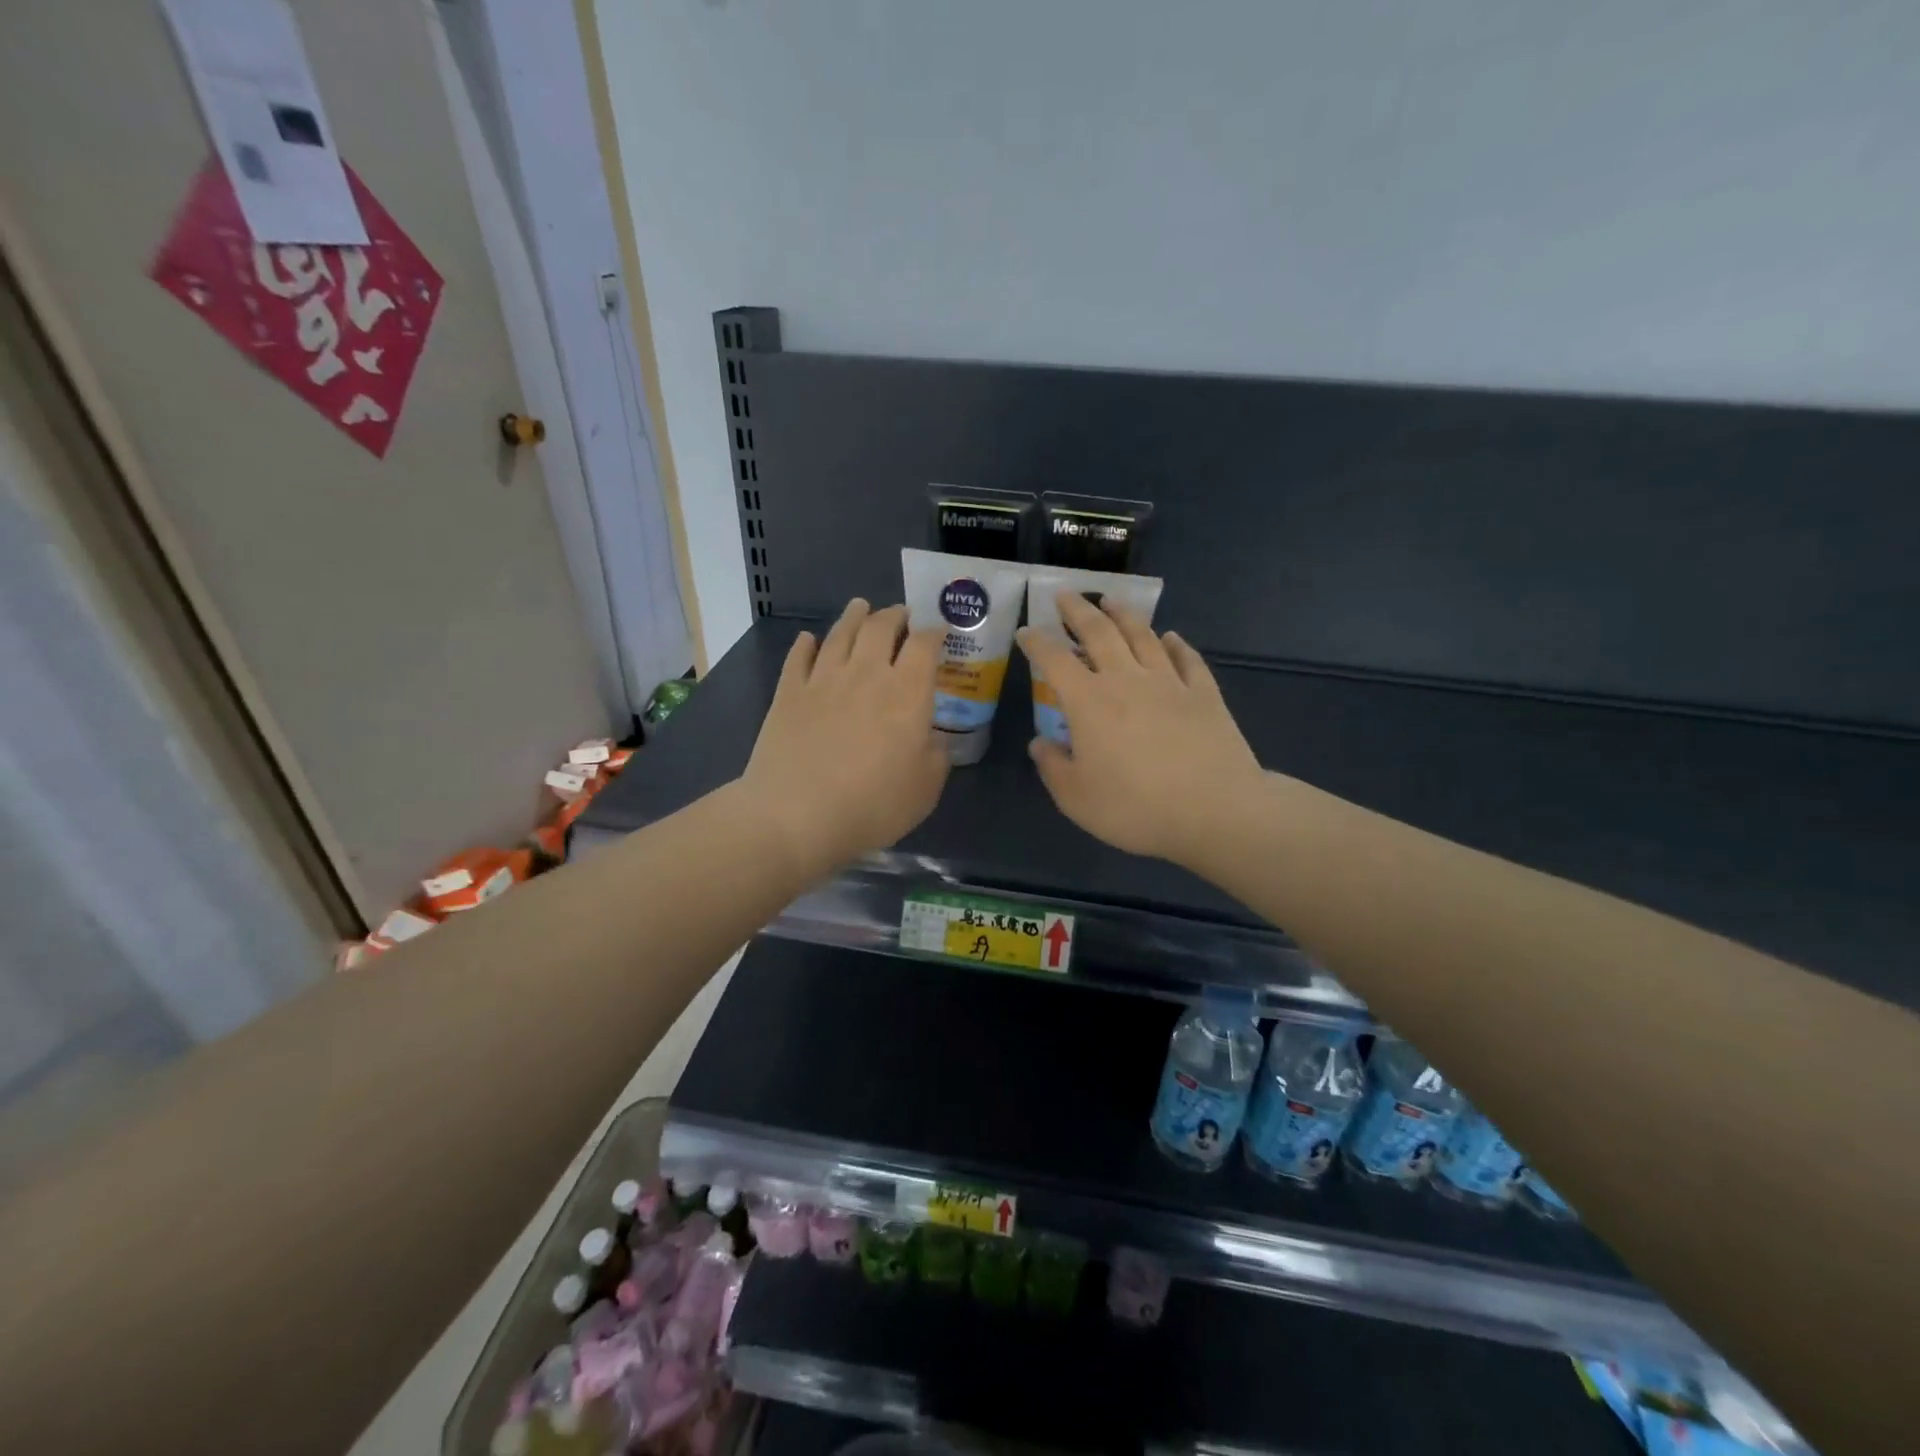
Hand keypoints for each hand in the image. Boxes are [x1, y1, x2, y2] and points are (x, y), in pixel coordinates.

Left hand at [740, 599, 949, 878]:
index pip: (925, 645)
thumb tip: (933, 738)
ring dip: (854, 617)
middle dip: (895, 615)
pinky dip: (806, 644)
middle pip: (881, 627)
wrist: (796, 815)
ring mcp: (823, 679)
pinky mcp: (788, 693)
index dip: (935, 633)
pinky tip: (808, 639)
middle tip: (901, 614)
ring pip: (841, 633)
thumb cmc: (872, 805)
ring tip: (860, 607)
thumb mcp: (926, 790)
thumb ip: (936, 757)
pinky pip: (799, 658)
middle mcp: (867, 674)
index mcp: (908, 692)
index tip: (939, 632)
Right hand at [1016, 592, 1263, 865]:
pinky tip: (1170, 637)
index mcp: (1088, 702)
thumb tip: (1040, 743)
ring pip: (1142, 635)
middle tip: (1066, 594)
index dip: (1037, 643)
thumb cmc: (1136, 808)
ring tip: (1111, 601)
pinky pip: (1186, 658)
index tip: (1026, 631)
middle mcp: (1126, 680)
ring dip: (1123, 614)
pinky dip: (1176, 644)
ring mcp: (1169, 682)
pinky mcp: (1204, 693)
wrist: (1215, 810)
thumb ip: (1053, 767)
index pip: (1054, 661)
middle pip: (1098, 632)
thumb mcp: (1076, 799)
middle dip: (1078, 610)